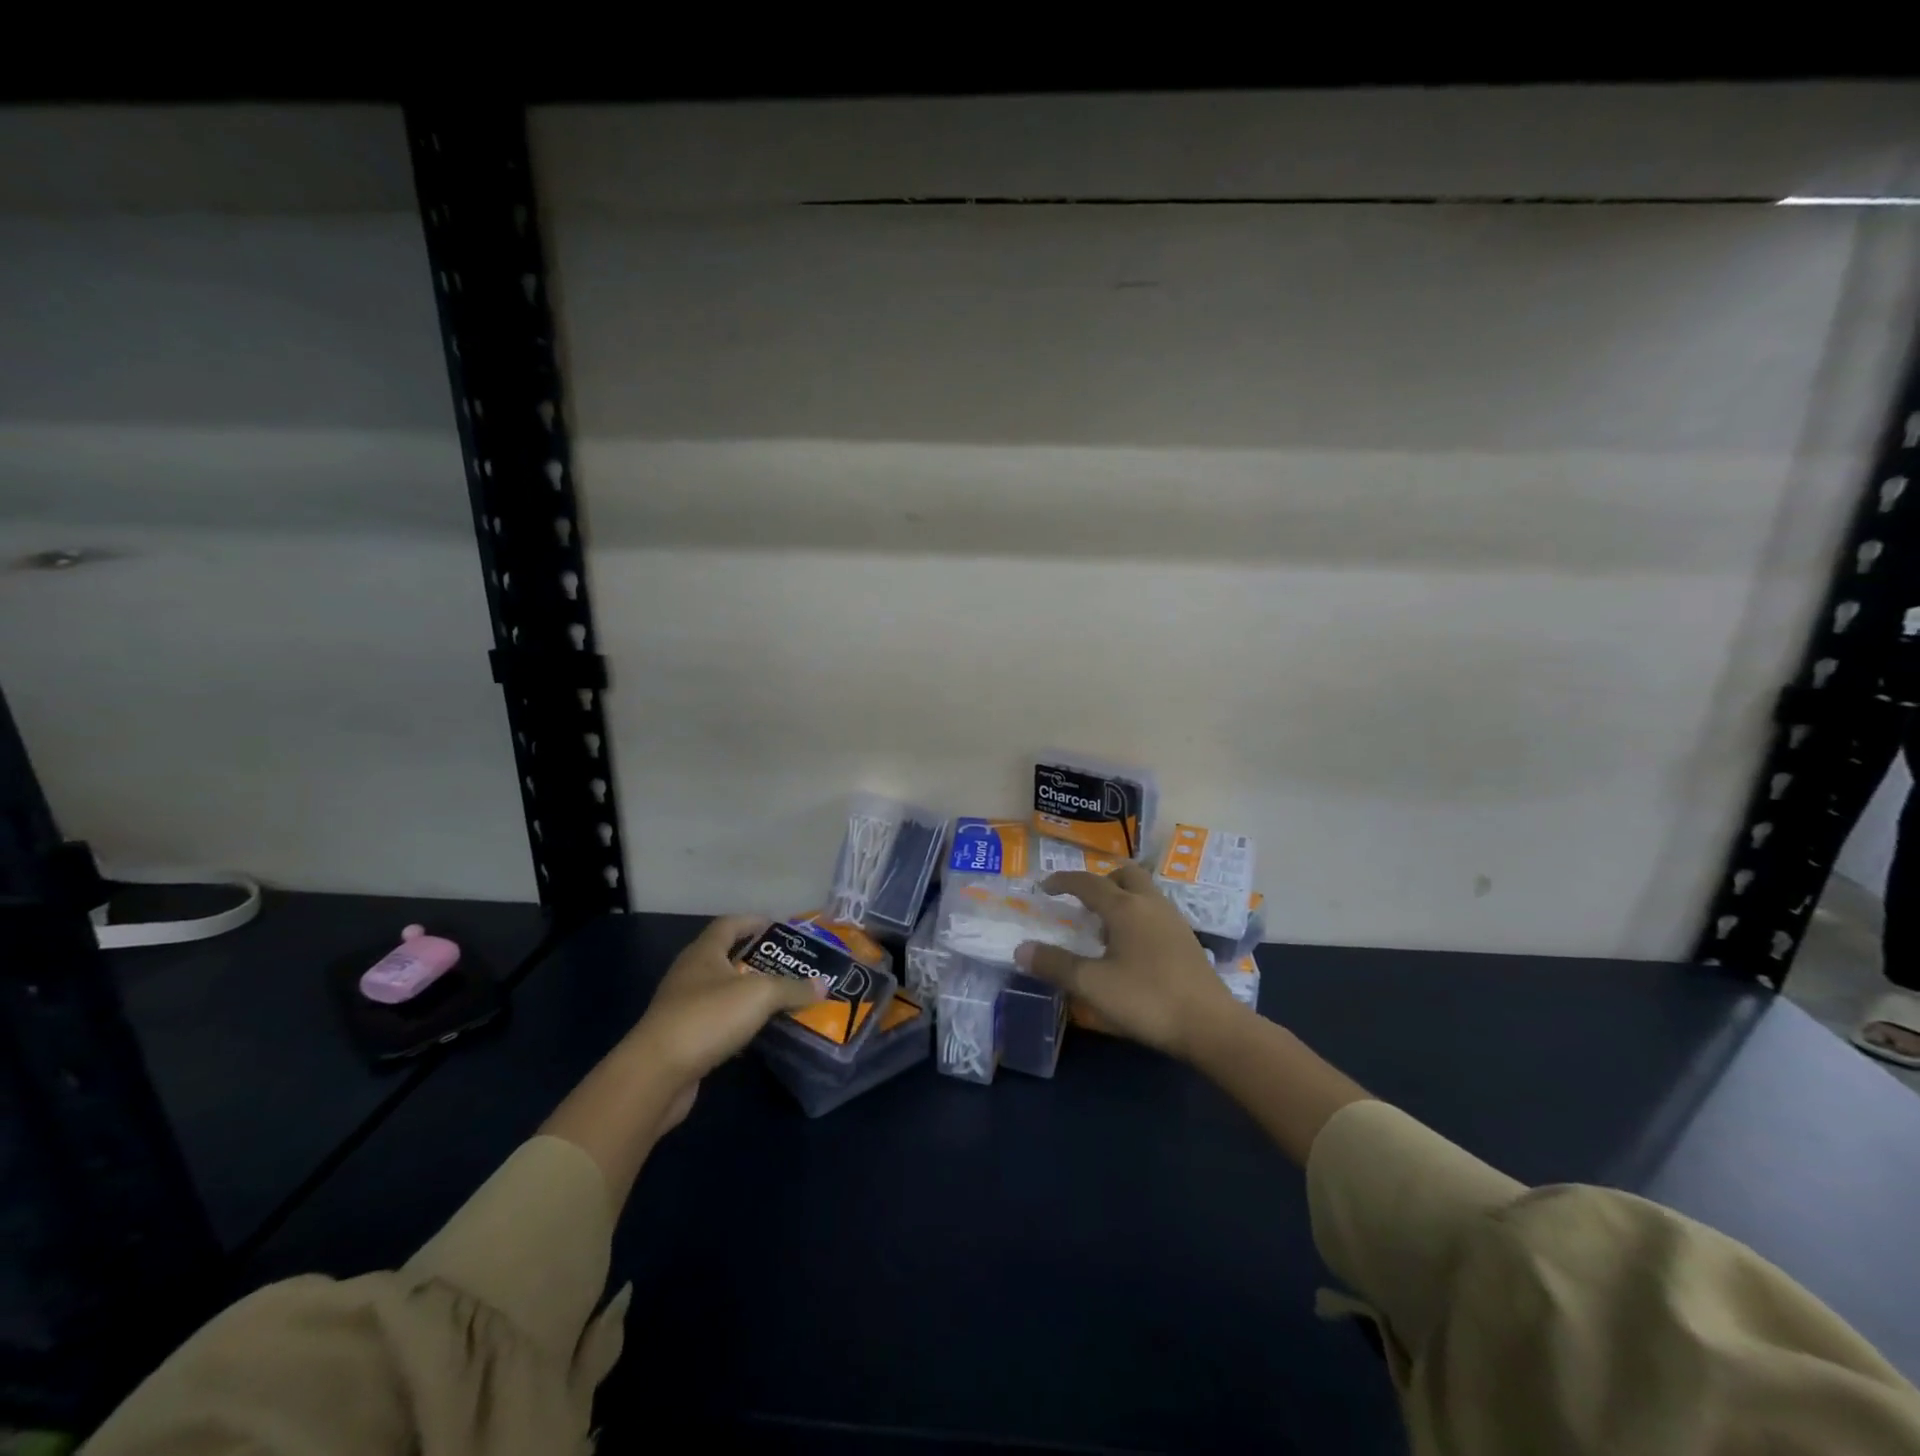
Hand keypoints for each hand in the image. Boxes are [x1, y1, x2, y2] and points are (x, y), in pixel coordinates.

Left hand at [626, 915, 825, 1128]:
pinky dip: (739, 1023)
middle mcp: (690, 975)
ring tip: (781, 997)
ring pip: (723, 992)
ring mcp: (683, 1008)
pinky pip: (718, 1022)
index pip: (729, 924)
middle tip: (790, 965)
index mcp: (703, 953)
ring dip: (749, 993)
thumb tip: (822, 985)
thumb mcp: (759, 995)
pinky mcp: (683, 1039)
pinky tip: (760, 1032)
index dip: (753, 921)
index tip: (779, 926)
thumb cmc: (707, 1018)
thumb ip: (792, 988)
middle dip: (757, 959)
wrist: (656, 1076)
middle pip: (726, 957)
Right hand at [1016, 864, 1238, 1058]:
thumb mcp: (1092, 985)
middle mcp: (1150, 904)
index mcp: (1125, 907)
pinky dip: (1137, 916)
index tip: (1044, 887)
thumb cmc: (1146, 999)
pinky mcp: (1187, 941)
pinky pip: (1155, 913)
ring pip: (1144, 893)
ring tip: (1103, 929)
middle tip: (1083, 902)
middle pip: (1125, 875)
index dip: (1063, 881)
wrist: (1211, 1026)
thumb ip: (1055, 965)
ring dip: (1121, 898)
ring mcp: (1173, 921)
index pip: (1088, 882)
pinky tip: (1130, 948)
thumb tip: (1021, 949)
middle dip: (1101, 881)